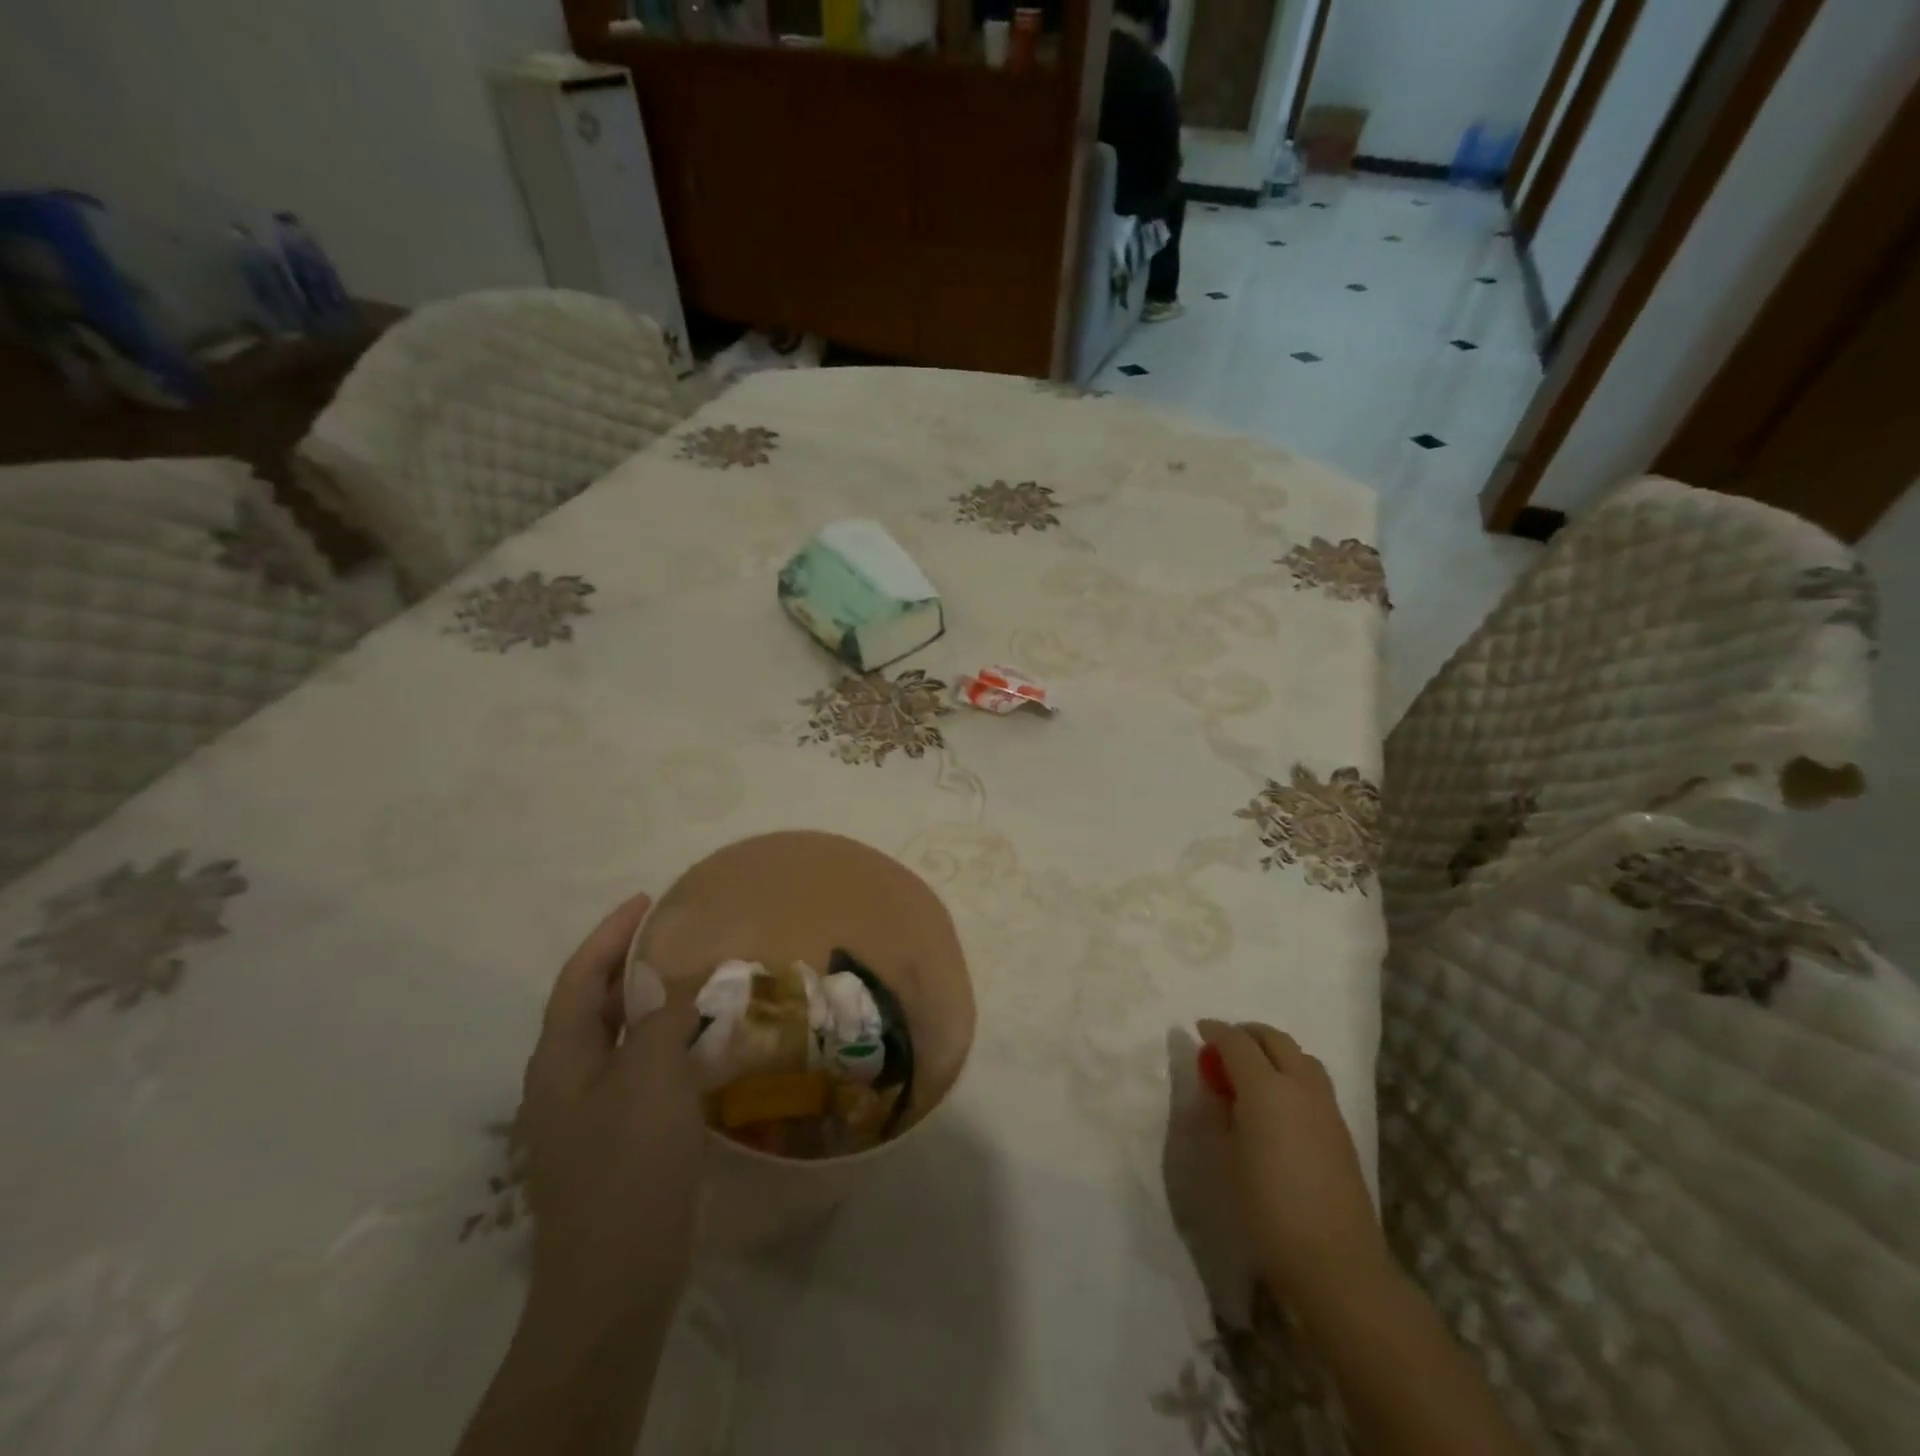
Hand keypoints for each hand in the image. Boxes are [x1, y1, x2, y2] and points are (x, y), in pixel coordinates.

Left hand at [520, 891, 704, 1325]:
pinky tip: (698, 1045)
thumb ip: (664, 1018)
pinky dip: (663, 1043)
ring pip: (617, 1038)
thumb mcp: (650, 1077)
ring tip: (693, 980)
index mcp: (560, 1058)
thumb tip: (683, 985)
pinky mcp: (614, 1140)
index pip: (580, 976)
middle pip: (593, 1004)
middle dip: (629, 965)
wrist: (616, 1278)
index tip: (647, 901)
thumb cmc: (629, 1165)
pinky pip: (637, 1070)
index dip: (611, 934)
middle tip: (677, 936)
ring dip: (649, 1004)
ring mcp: (587, 1114)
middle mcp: (565, 1079)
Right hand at [1195, 1019, 1391, 1313]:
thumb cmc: (1266, 1209)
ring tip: (1253, 1071)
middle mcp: (1298, 1085)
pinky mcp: (1341, 1128)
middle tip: (1224, 1046)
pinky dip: (1292, 1073)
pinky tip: (1278, 1101)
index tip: (1199, 1030)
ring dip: (1273, 1051)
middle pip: (1273, 1039)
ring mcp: (1325, 1105)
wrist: (1335, 1262)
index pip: (1236, 1041)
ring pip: (1299, 1056)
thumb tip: (1217, 1087)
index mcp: (1265, 1087)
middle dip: (1247, 1034)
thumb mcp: (1224, 1158)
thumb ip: (1217, 1112)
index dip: (1215, 1031)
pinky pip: (1313, 1081)